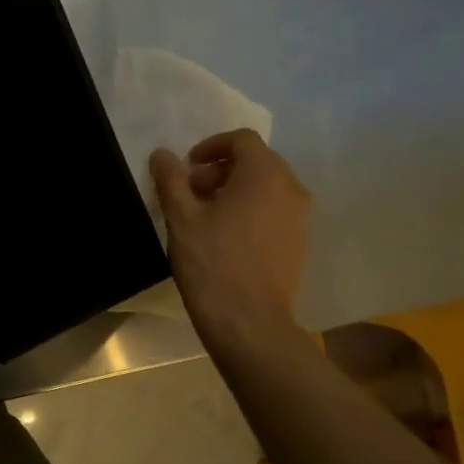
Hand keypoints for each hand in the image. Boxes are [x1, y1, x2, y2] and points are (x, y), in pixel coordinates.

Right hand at [149, 129, 311, 355]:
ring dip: (234, 189)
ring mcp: (300, 218)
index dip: (211, 146)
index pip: (242, 139)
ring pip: (266, 187)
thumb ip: (171, 179)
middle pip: (256, 161)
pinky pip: (274, 210)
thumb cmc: (212, 263)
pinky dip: (250, 209)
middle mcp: (291, 189)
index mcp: (264, 175)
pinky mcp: (298, 242)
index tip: (187, 168)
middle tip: (190, 192)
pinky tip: (225, 236)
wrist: (249, 323)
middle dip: (220, 169)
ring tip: (204, 215)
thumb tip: (163, 154)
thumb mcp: (182, 217)